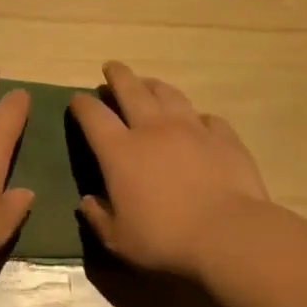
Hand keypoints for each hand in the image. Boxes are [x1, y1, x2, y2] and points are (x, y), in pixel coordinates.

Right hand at [70, 62, 269, 280]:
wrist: (228, 234)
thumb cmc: (164, 239)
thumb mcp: (119, 238)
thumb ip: (99, 217)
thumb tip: (87, 201)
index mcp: (120, 151)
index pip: (93, 116)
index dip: (82, 104)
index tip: (77, 99)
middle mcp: (153, 129)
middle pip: (131, 90)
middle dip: (118, 76)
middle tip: (111, 67)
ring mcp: (192, 128)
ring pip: (169, 94)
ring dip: (154, 86)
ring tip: (149, 84)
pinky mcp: (224, 137)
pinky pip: (207, 118)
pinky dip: (196, 117)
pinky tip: (197, 122)